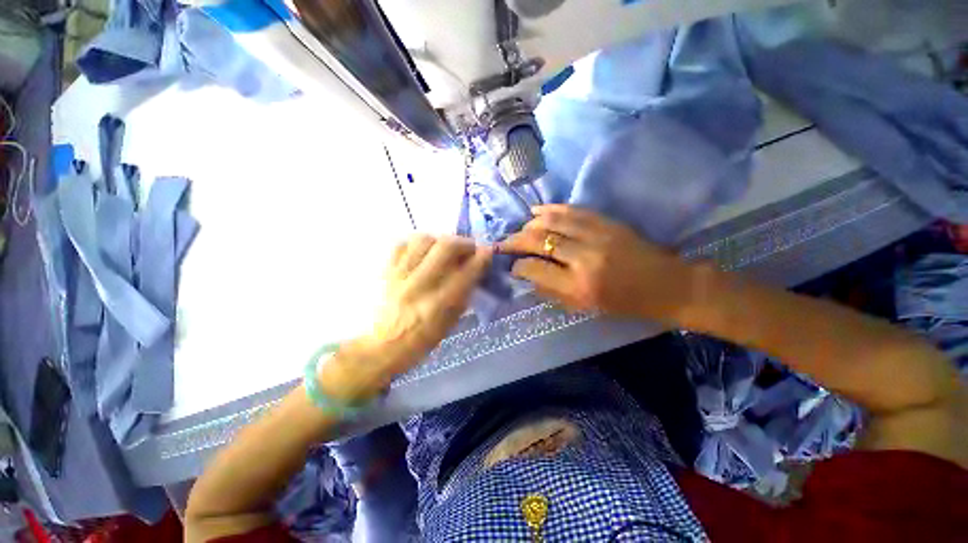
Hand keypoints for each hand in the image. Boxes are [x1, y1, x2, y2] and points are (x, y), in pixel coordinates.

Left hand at [326, 235, 491, 398]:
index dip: (482, 257)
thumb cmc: (422, 340)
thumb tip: (475, 268)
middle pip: (446, 247)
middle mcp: (420, 286)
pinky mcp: (386, 271)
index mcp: (439, 305)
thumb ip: (464, 293)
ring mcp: (400, 276)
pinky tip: (423, 252)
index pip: (466, 272)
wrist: (382, 346)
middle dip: (464, 242)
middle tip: (469, 248)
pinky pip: (402, 245)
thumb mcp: (450, 322)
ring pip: (423, 240)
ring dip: (440, 241)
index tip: (488, 251)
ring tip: (444, 250)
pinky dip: (417, 244)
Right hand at [498, 205, 694, 320]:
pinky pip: (572, 210)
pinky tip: (537, 211)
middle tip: (505, 243)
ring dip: (530, 224)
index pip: (535, 269)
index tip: (512, 266)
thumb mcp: (585, 308)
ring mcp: (596, 236)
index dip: (518, 266)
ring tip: (520, 228)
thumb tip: (528, 277)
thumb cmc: (625, 304)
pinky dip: (551, 209)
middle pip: (539, 241)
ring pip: (552, 222)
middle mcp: (583, 259)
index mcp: (578, 287)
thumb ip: (553, 292)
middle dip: (516, 241)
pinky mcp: (607, 222)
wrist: (668, 285)